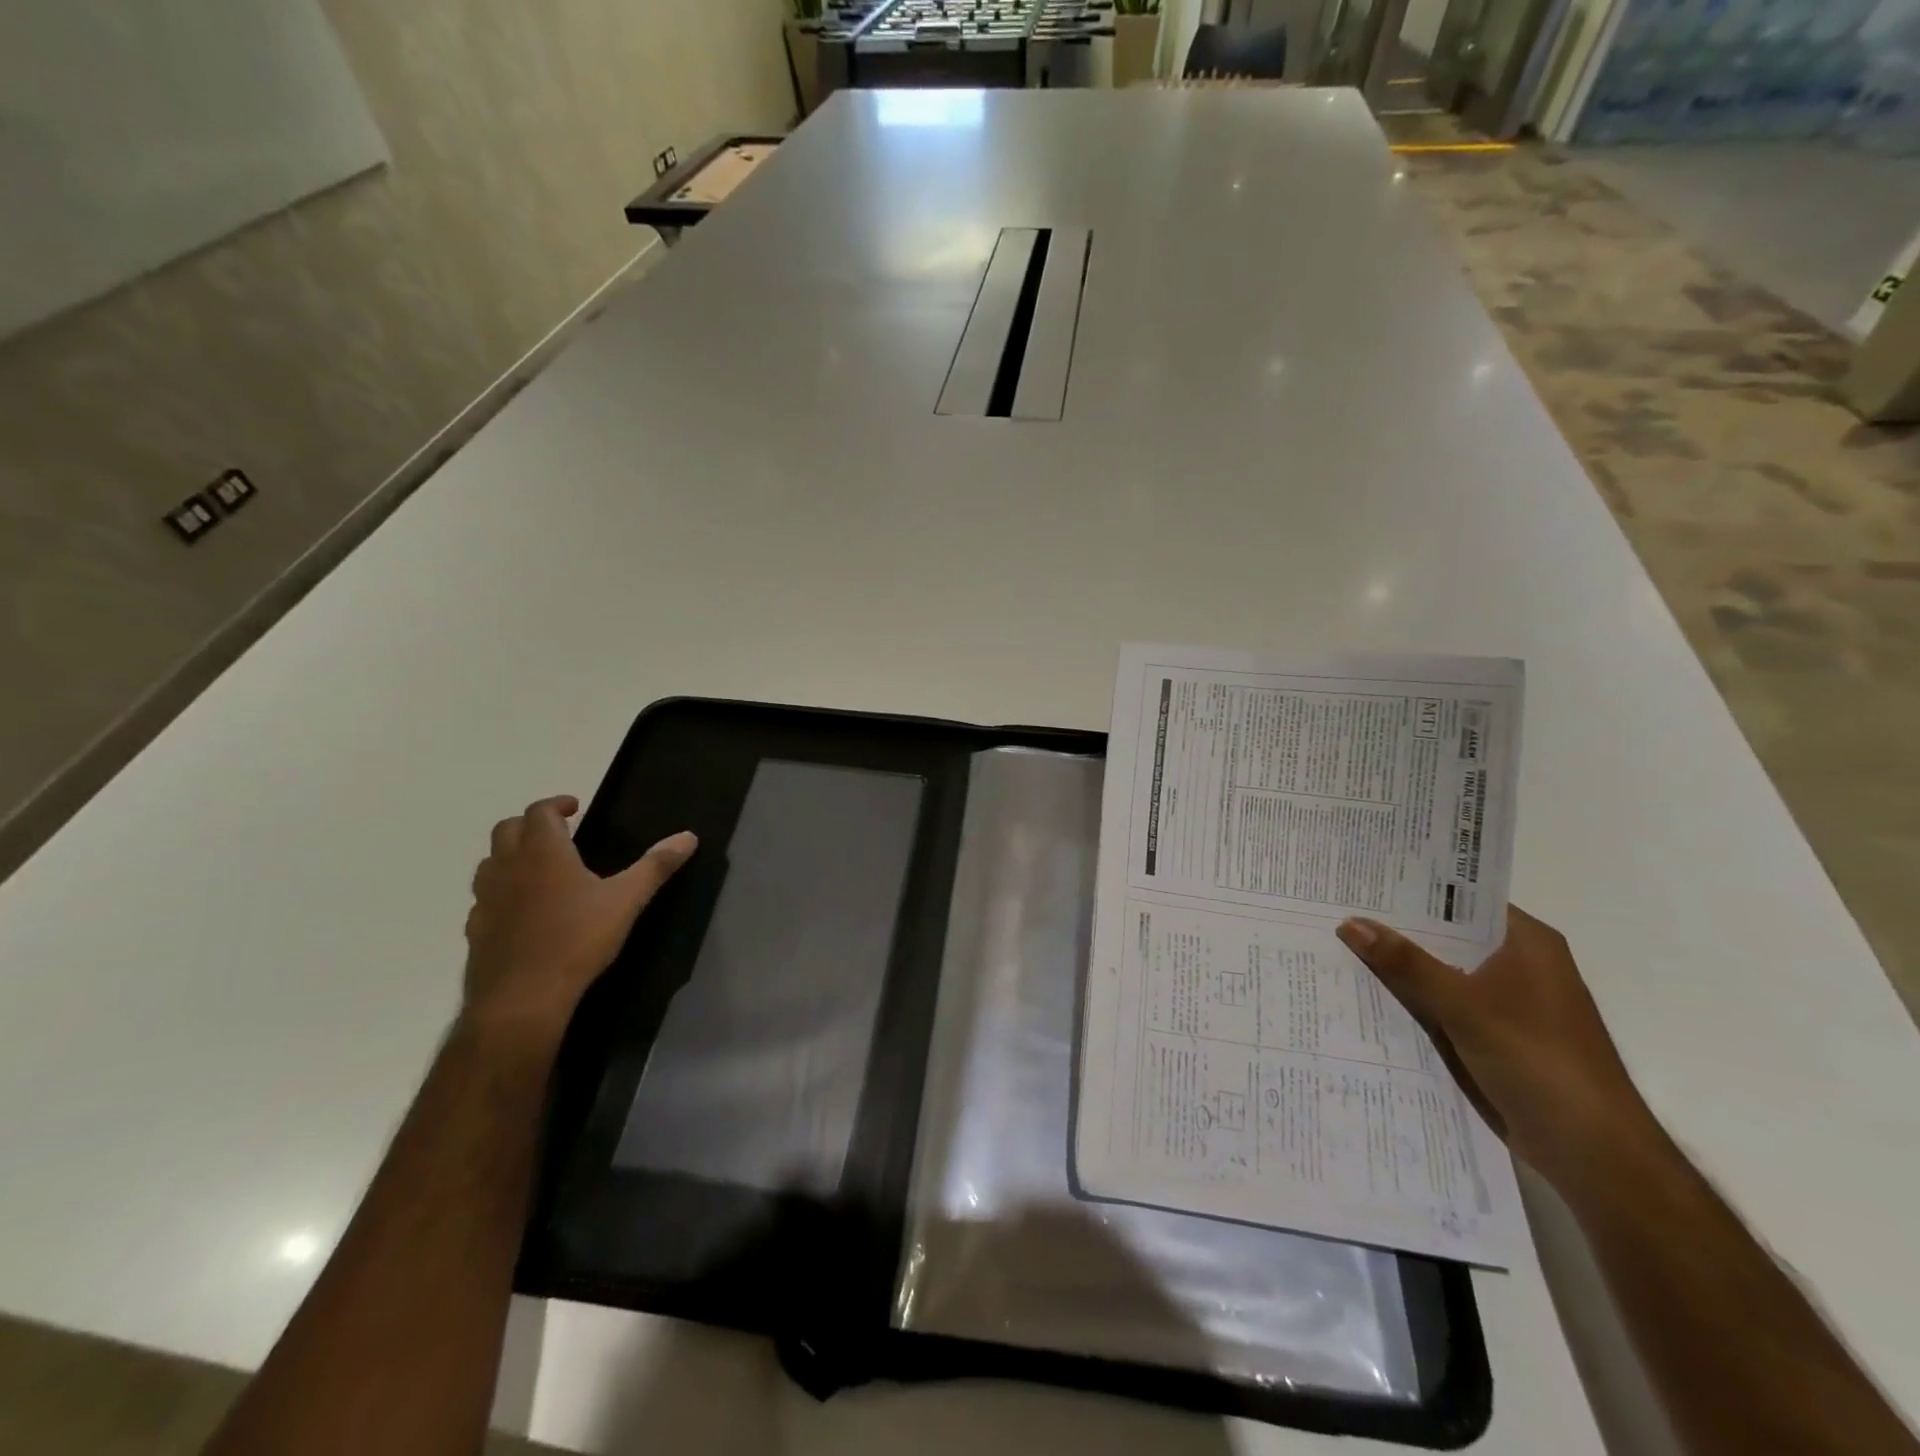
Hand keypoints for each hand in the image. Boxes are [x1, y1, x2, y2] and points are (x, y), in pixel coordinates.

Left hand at [462, 795, 696, 1043]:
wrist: (521, 999)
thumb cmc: (576, 940)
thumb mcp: (626, 900)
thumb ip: (655, 866)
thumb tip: (688, 836)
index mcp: (543, 852)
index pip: (540, 811)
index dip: (557, 804)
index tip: (575, 807)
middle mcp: (508, 867)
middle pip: (508, 829)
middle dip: (531, 824)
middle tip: (558, 833)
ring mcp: (486, 899)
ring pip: (490, 862)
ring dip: (511, 855)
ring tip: (539, 868)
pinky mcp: (476, 930)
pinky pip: (484, 899)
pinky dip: (502, 892)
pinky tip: (522, 911)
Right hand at [1336, 907, 1653, 1190]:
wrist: (1592, 1154)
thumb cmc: (1539, 1061)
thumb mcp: (1464, 1005)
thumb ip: (1405, 963)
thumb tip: (1350, 922)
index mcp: (1526, 943)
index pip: (1461, 899)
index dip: (1411, 888)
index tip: (1361, 878)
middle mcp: (1517, 965)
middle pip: (1446, 936)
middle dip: (1395, 928)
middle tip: (1333, 906)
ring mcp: (1504, 1003)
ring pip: (1439, 972)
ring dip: (1398, 967)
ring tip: (1334, 942)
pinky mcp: (1491, 1036)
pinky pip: (1440, 1005)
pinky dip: (1409, 1000)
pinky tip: (1363, 993)